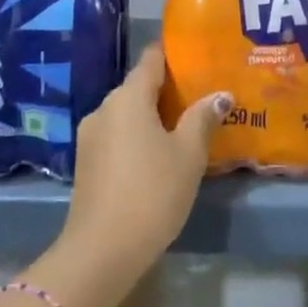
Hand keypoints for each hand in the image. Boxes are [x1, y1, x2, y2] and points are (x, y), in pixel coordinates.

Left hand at [45, 46, 228, 306]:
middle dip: (169, 89)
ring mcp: (91, 137)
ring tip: (187, 125)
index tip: (198, 55)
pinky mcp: (86, 164)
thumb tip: (221, 94)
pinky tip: (160, 153)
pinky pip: (118, 136)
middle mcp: (104, 108)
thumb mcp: (188, 154)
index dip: (174, 53)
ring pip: (128, 114)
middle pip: (139, 87)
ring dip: (154, 116)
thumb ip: (203, 118)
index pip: (151, 59)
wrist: (101, 253)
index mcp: (128, 97)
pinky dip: (139, 136)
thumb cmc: (152, 193)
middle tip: (202, 94)